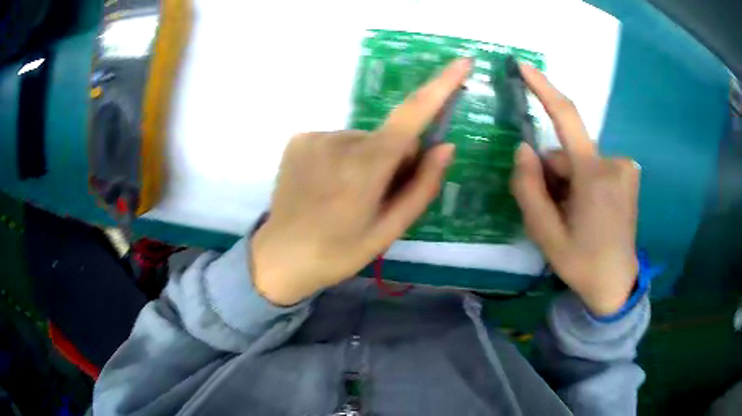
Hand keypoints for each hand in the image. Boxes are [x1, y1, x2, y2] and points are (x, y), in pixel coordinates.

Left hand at [251, 59, 470, 305]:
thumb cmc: (339, 252)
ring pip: (363, 140)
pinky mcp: (299, 139)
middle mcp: (341, 141)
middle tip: (377, 197)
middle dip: (395, 160)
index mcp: (366, 167)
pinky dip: (343, 158)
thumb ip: (422, 186)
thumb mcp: (389, 230)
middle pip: (389, 138)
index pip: (411, 116)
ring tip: (348, 195)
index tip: (462, 62)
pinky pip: (339, 141)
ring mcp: (315, 136)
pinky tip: (327, 185)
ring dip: (367, 161)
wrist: (281, 257)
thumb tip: (446, 146)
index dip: (440, 86)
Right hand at [511, 64, 639, 315]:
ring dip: (568, 180)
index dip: (544, 88)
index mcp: (594, 176)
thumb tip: (523, 149)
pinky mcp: (628, 174)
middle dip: (552, 174)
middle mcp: (614, 163)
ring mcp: (625, 168)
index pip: (567, 118)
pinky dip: (584, 182)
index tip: (524, 66)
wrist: (616, 283)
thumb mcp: (545, 234)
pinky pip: (595, 167)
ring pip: (581, 161)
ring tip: (572, 215)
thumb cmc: (582, 263)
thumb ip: (528, 189)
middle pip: (567, 153)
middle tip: (553, 210)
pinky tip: (587, 210)